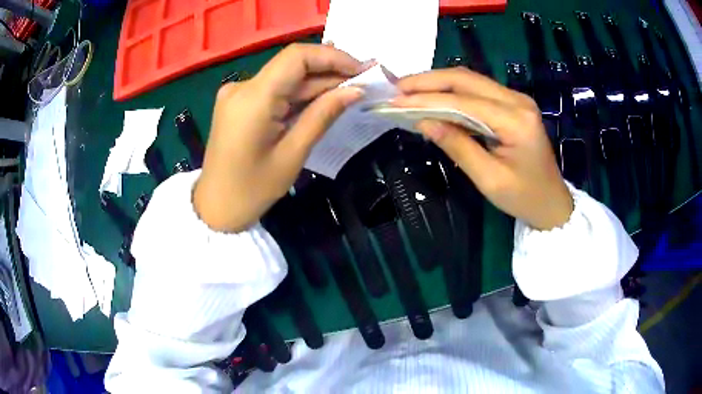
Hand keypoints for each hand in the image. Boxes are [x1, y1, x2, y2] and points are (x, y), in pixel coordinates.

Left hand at [194, 44, 367, 231]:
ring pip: (285, 77)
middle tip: (362, 83)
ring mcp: (237, 93)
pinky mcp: (238, 102)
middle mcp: (242, 86)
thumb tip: (356, 90)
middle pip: (292, 65)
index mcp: (253, 98)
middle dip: (329, 71)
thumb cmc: (252, 190)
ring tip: (349, 91)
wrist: (215, 208)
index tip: (361, 70)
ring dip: (316, 83)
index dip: (333, 57)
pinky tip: (321, 100)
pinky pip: (274, 90)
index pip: (297, 57)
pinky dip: (298, 94)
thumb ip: (323, 115)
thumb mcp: (292, 154)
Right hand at [393, 68, 572, 229]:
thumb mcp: (489, 179)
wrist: (552, 202)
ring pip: (470, 80)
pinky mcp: (512, 104)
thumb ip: (458, 146)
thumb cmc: (524, 197)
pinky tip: (434, 97)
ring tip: (408, 91)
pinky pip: (477, 90)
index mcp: (516, 120)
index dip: (427, 99)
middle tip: (397, 89)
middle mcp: (517, 100)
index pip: (463, 101)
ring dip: (438, 83)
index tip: (395, 102)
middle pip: (465, 79)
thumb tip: (423, 122)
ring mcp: (516, 99)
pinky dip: (452, 91)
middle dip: (428, 81)